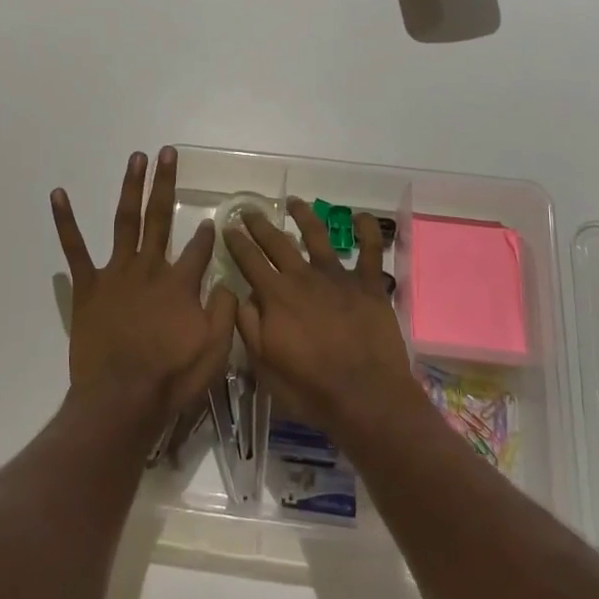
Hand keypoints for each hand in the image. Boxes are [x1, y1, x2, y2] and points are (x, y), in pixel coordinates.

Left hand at [51, 148, 236, 427]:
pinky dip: (65, 221)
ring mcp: (116, 274)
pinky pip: (74, 249)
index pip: (199, 249)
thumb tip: (226, 281)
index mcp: (180, 283)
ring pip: (125, 221)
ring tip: (136, 159)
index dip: (207, 233)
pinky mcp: (88, 287)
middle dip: (165, 183)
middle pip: (160, 217)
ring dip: (131, 187)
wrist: (121, 400)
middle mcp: (150, 268)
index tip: (212, 220)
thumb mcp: (215, 350)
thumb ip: (224, 310)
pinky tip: (59, 194)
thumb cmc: (171, 379)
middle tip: (167, 152)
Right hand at [225, 198, 424, 441]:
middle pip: (278, 242)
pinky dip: (367, 231)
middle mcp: (304, 277)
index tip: (227, 227)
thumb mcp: (264, 364)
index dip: (236, 242)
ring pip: (318, 236)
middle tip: (250, 210)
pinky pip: (371, 251)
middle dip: (260, 224)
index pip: (249, 260)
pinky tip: (361, 217)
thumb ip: (249, 326)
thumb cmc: (310, 387)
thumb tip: (239, 295)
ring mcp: (338, 277)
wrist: (365, 396)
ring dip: (305, 216)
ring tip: (295, 202)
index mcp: (276, 295)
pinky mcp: (369, 285)